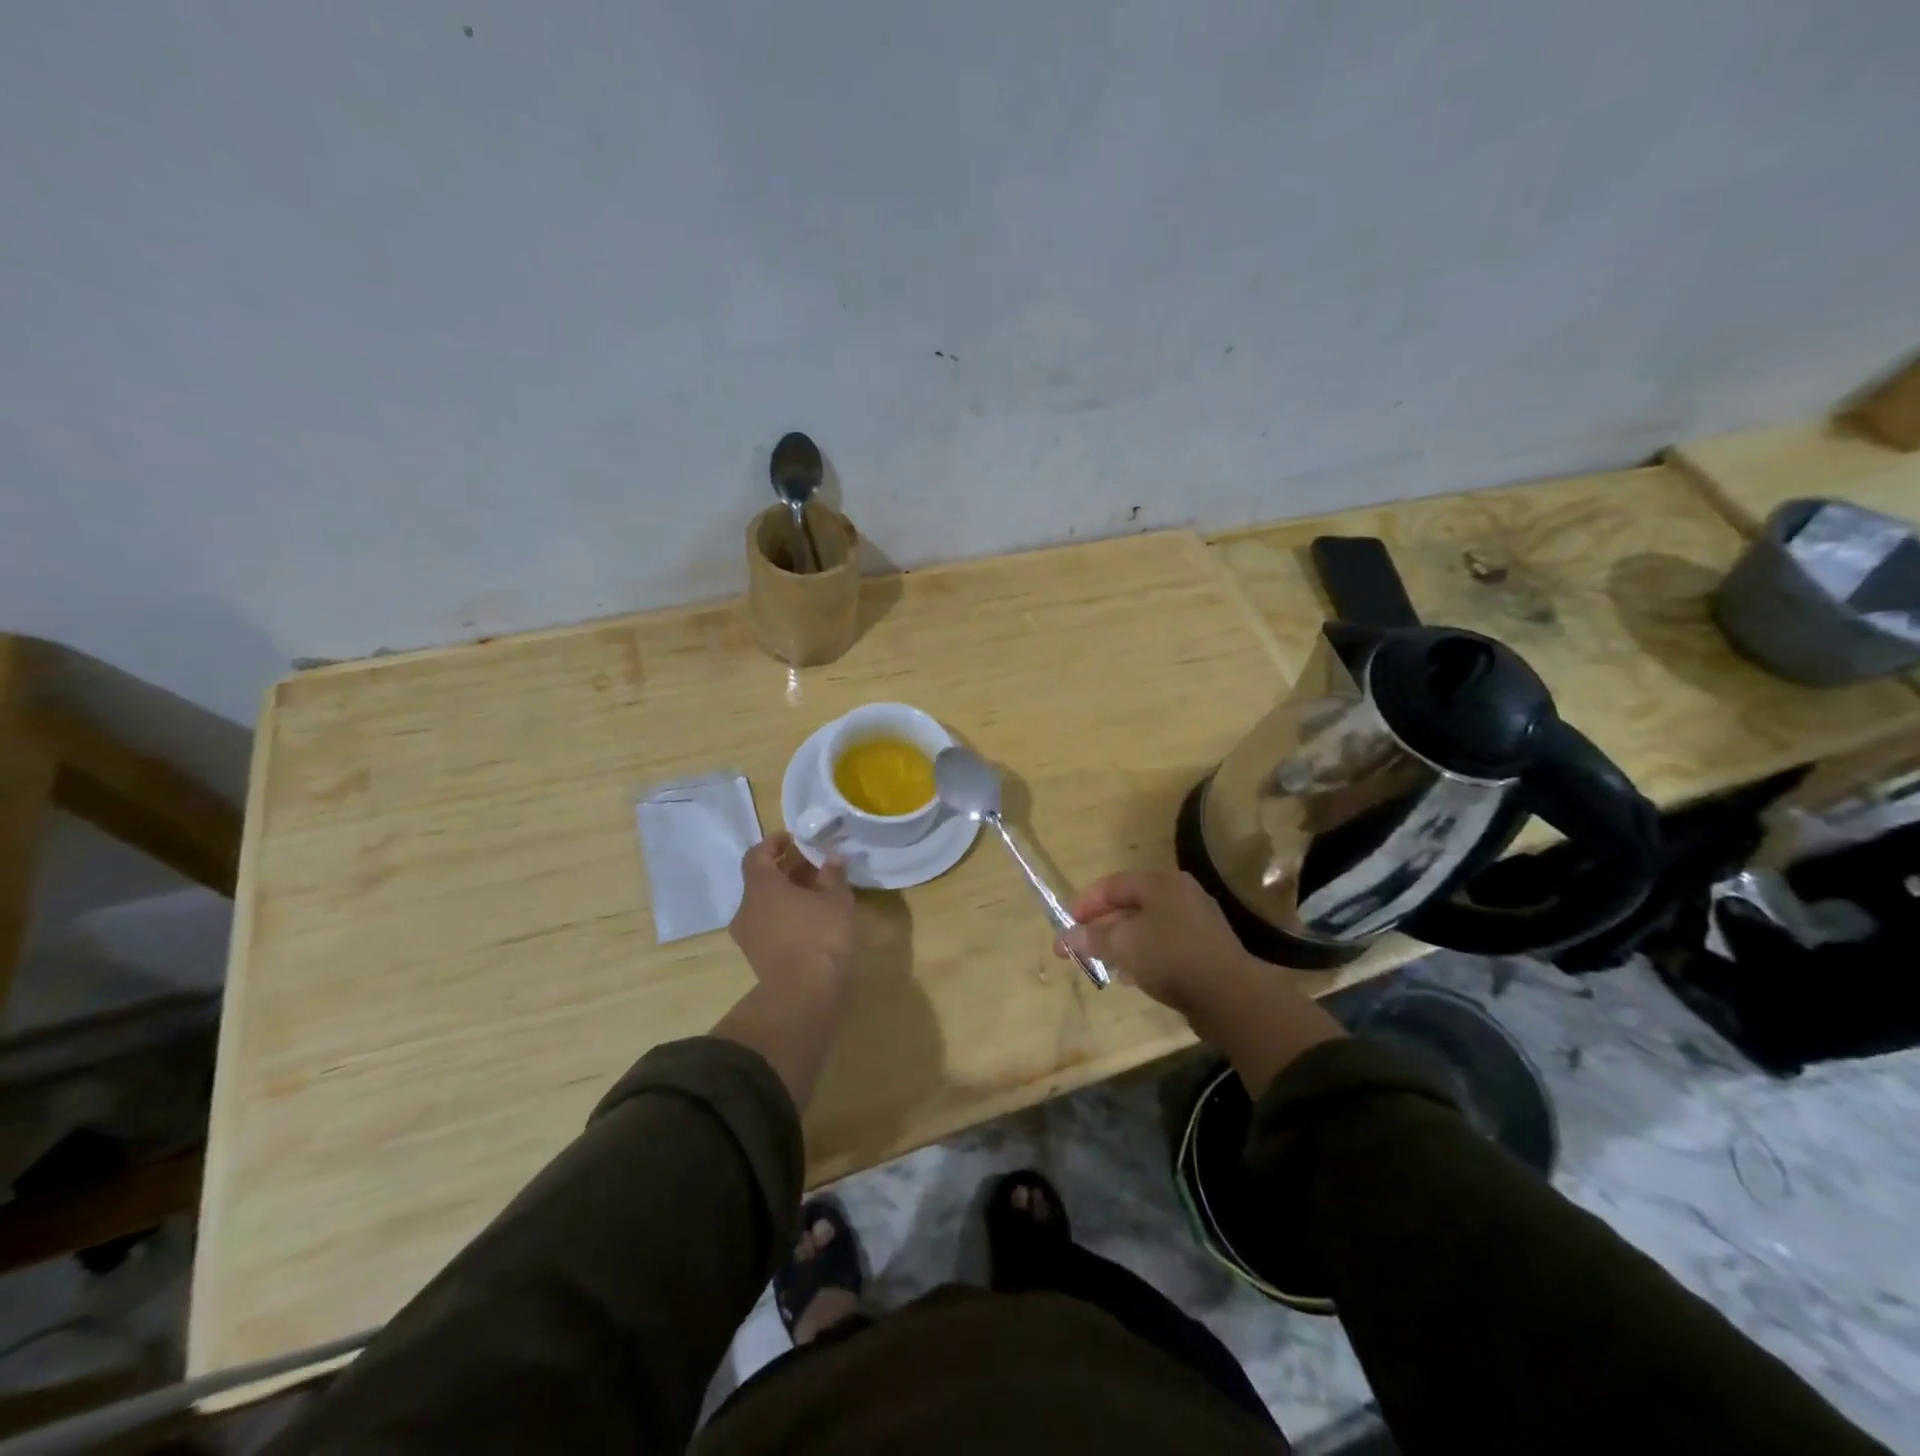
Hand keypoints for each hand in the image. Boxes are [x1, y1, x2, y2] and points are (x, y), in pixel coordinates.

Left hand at [730, 833, 856, 1001]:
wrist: (804, 996)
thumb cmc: (820, 936)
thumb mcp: (836, 900)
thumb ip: (833, 875)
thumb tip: (832, 859)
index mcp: (760, 887)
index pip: (757, 855)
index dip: (773, 844)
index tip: (792, 839)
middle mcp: (747, 908)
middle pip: (762, 881)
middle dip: (786, 870)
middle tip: (814, 865)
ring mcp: (749, 937)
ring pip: (766, 905)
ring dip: (788, 895)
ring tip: (818, 894)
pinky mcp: (759, 958)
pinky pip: (770, 926)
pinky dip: (787, 917)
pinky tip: (813, 920)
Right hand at [1055, 870, 1256, 1016]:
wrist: (1231, 996)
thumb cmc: (1170, 957)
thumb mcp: (1122, 945)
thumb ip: (1091, 938)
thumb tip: (1065, 938)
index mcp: (1161, 883)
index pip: (1113, 884)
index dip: (1086, 903)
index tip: (1067, 924)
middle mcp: (1181, 895)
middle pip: (1130, 905)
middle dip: (1101, 926)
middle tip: (1080, 946)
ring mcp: (1197, 923)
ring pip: (1147, 928)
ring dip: (1121, 943)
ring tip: (1103, 963)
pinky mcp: (1206, 950)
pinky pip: (1164, 947)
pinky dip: (1143, 956)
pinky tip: (1133, 977)